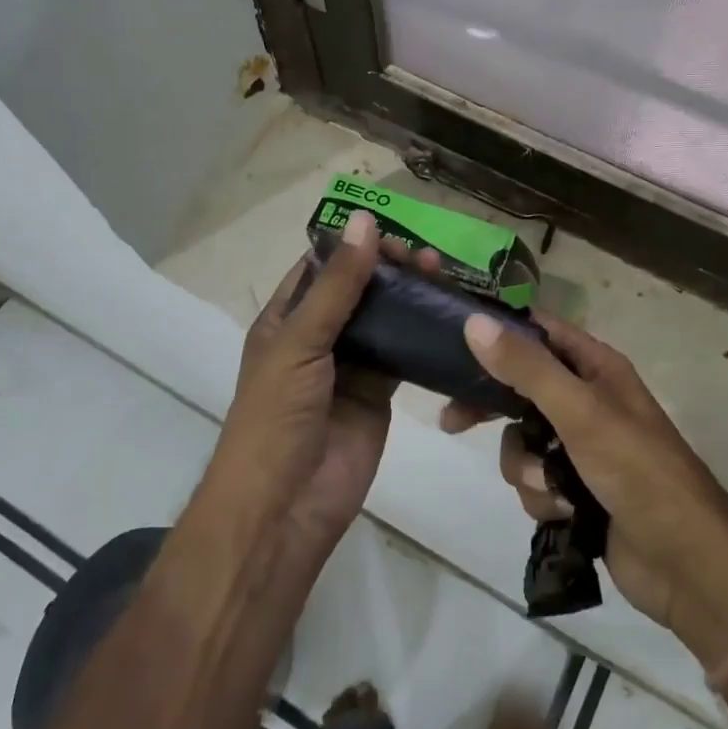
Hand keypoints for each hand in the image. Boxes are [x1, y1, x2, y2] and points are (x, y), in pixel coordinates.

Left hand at [211, 212, 431, 557]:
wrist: (285, 508)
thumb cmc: (276, 416)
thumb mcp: (300, 341)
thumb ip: (338, 285)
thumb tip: (364, 221)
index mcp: (286, 320)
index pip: (322, 268)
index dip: (353, 246)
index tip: (393, 231)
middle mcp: (318, 338)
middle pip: (358, 290)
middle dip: (389, 269)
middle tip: (428, 257)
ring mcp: (350, 366)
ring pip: (385, 319)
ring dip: (411, 297)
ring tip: (444, 275)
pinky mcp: (379, 392)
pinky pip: (404, 354)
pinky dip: (425, 335)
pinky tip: (451, 316)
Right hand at [457, 313, 727, 663]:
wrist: (685, 563)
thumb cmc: (637, 470)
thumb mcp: (580, 412)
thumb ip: (527, 368)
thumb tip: (474, 322)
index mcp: (595, 367)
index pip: (537, 332)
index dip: (497, 333)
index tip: (452, 341)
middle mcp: (585, 400)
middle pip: (520, 388)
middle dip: (493, 409)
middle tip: (453, 421)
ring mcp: (580, 447)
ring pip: (521, 442)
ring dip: (529, 468)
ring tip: (555, 488)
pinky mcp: (575, 490)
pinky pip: (534, 481)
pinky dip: (544, 498)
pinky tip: (567, 513)